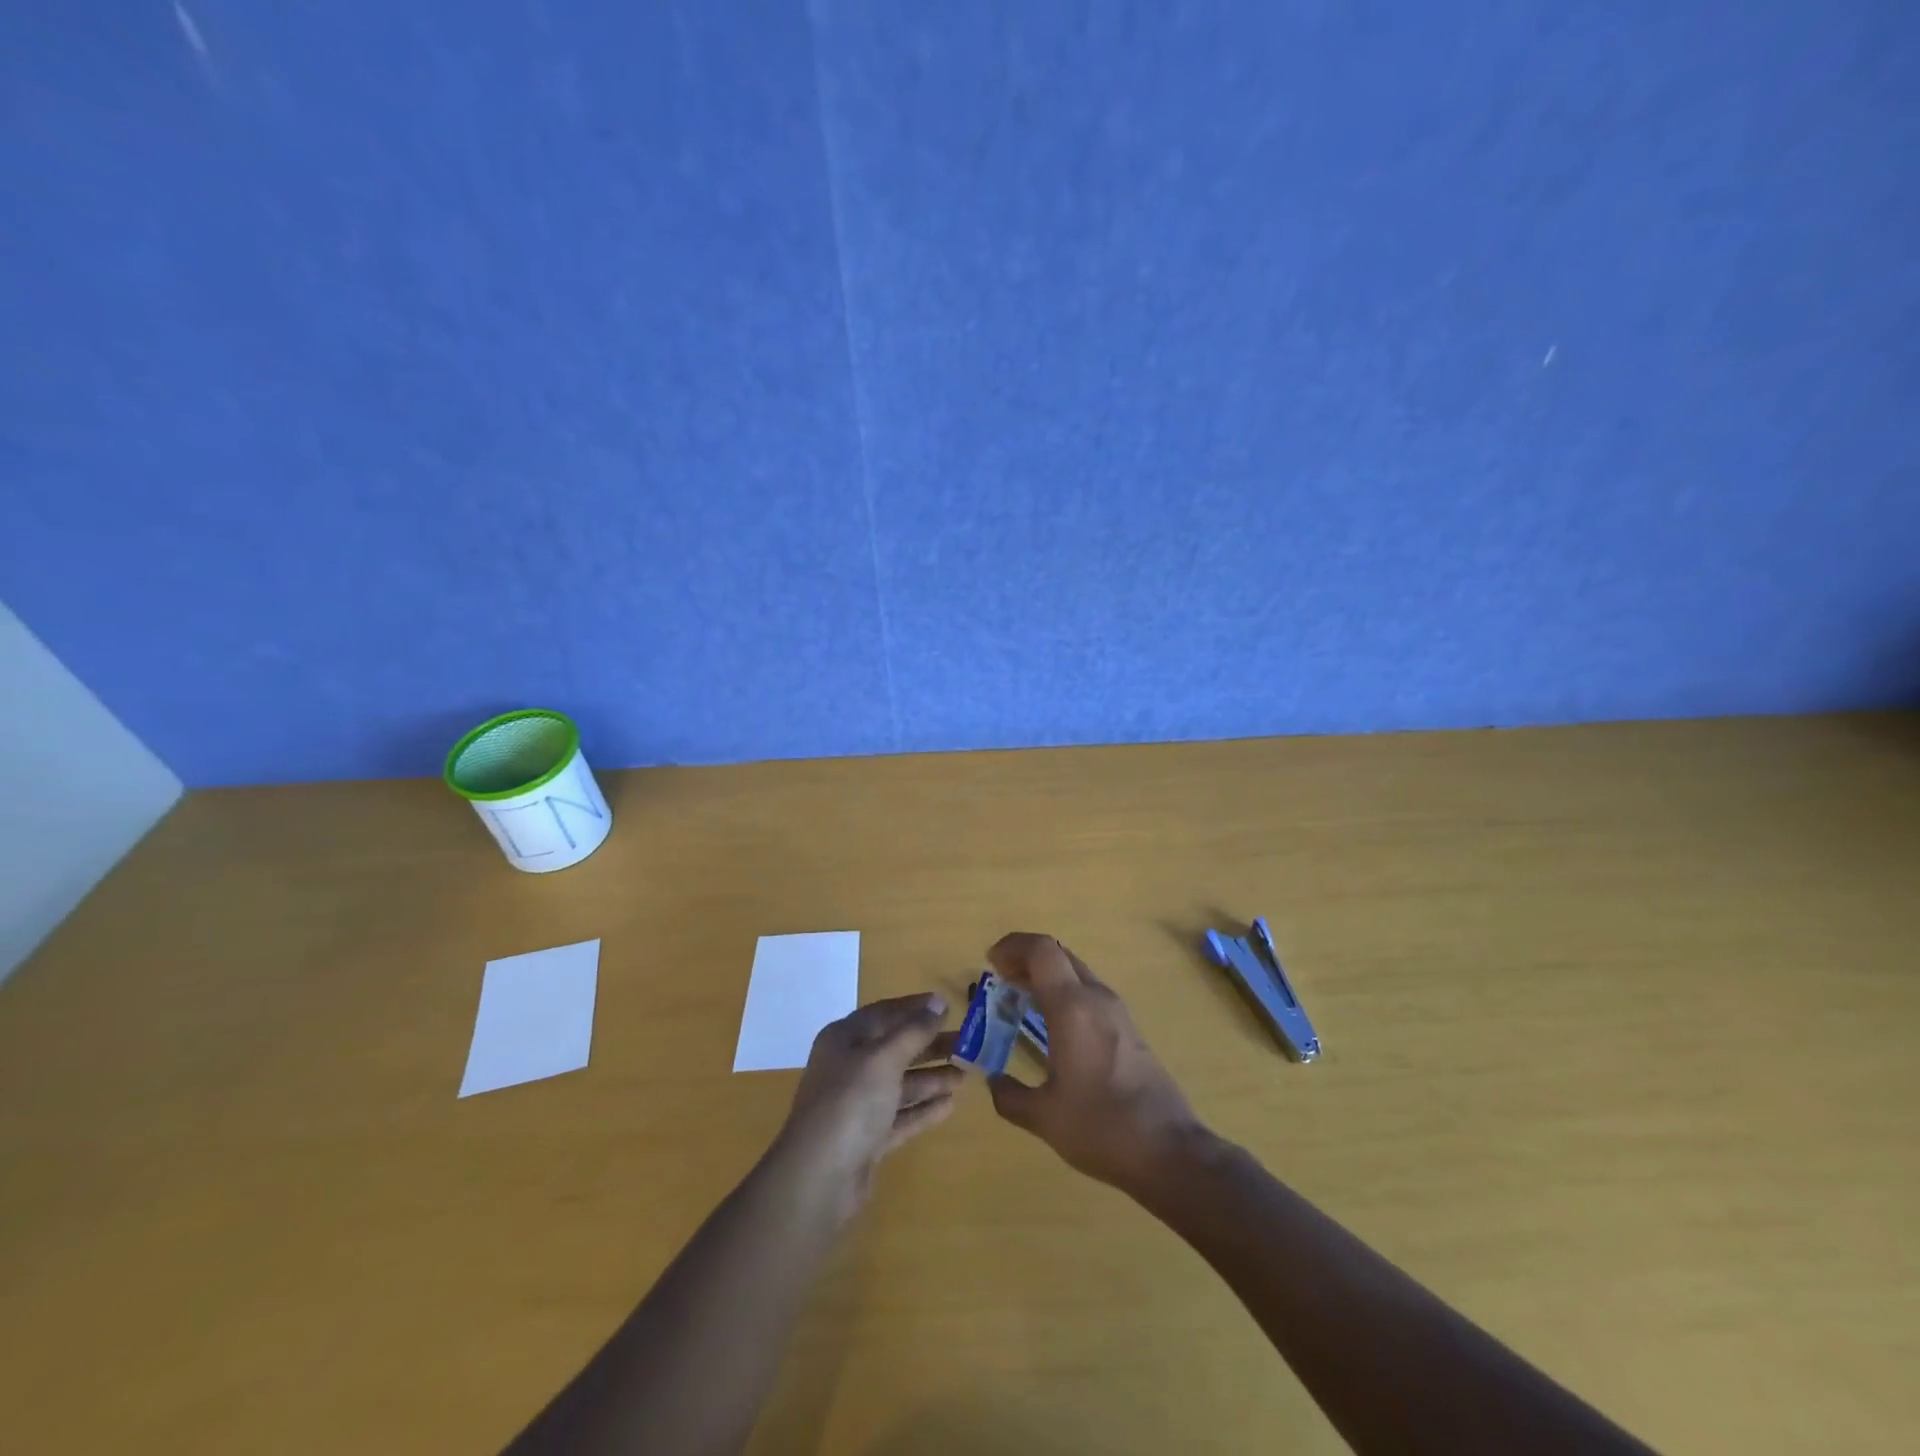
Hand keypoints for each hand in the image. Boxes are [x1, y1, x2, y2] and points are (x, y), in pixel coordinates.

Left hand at [775, 993, 962, 1213]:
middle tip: (965, 1042)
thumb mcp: (884, 1058)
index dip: (914, 1007)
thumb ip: (913, 1031)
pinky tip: (950, 1105)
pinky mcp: (867, 1138)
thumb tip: (938, 1002)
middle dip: (929, 1045)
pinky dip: (923, 1109)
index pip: (883, 1013)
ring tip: (964, 1075)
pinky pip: (900, 1115)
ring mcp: (857, 1105)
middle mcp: (849, 1067)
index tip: (947, 1005)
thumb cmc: (850, 1102)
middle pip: (894, 1048)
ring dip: (931, 1077)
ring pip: (899, 1083)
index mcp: (844, 1039)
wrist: (819, 1177)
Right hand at [985, 934, 1203, 1194]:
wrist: (1169, 1150)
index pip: (1041, 950)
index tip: (990, 963)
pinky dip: (1064, 993)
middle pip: (1059, 955)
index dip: (1013, 946)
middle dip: (1026, 958)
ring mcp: (1117, 1012)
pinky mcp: (1128, 1029)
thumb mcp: (1044, 1117)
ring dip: (1046, 976)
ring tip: (1019, 999)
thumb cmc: (1101, 1126)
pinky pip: (1089, 992)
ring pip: (1076, 972)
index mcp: (1072, 1007)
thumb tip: (993, 1082)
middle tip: (1001, 979)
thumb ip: (1010, 1096)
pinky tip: (1051, 1024)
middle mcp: (1096, 998)